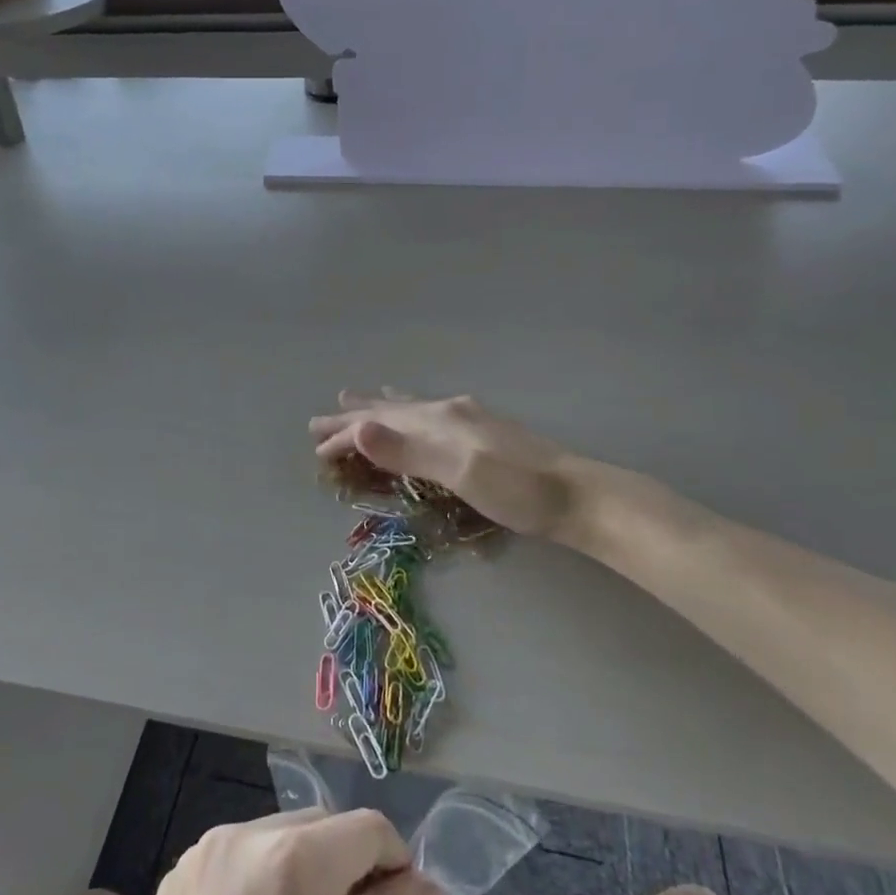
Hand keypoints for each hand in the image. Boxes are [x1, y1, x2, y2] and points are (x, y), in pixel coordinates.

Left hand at [103, 809, 440, 894]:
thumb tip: (427, 887)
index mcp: (294, 860)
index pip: (367, 828)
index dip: (395, 860)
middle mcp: (244, 836)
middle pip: (319, 825)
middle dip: (347, 862)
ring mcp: (201, 854)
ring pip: (275, 835)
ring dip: (301, 867)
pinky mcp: (173, 879)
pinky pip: (233, 858)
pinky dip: (258, 879)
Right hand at [310, 389, 595, 538]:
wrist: (579, 496)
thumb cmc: (518, 491)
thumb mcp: (459, 473)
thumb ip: (408, 450)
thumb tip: (358, 427)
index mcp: (438, 420)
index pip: (378, 425)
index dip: (345, 437)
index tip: (316, 450)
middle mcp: (448, 411)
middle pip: (390, 410)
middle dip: (354, 416)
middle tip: (321, 418)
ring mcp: (468, 418)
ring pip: (411, 407)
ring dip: (380, 407)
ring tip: (359, 398)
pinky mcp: (482, 431)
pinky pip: (429, 413)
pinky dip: (409, 410)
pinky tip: (421, 411)